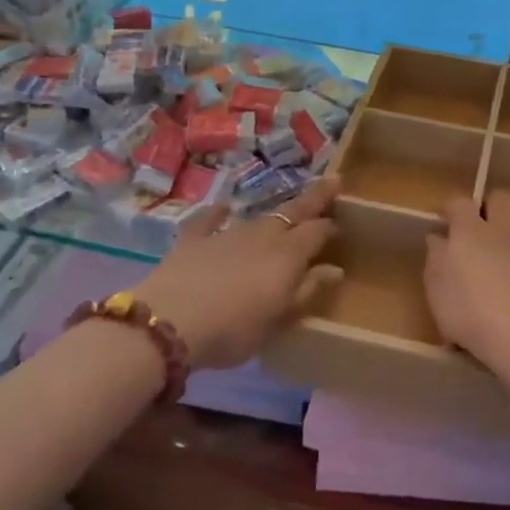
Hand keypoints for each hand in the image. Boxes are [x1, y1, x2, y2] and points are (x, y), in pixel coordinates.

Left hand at [134, 176, 342, 370]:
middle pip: (293, 212)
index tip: (339, 225)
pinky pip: (210, 219)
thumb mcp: (278, 319)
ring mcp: (227, 233)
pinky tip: (224, 207)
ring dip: (273, 215)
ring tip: (282, 214)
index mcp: (288, 254)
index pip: (317, 231)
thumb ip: (307, 291)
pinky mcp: (194, 239)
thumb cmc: (234, 329)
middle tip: (333, 180)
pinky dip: (219, 213)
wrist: (170, 321)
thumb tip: (335, 269)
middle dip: (315, 198)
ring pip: (257, 218)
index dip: (330, 226)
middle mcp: (262, 235)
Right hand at [424, 191, 509, 372]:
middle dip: (494, 207)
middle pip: (501, 199)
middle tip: (488, 227)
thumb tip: (437, 237)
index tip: (449, 220)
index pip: (459, 203)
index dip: (454, 209)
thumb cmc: (467, 312)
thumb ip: (436, 258)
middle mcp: (502, 228)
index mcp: (468, 232)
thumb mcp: (436, 289)